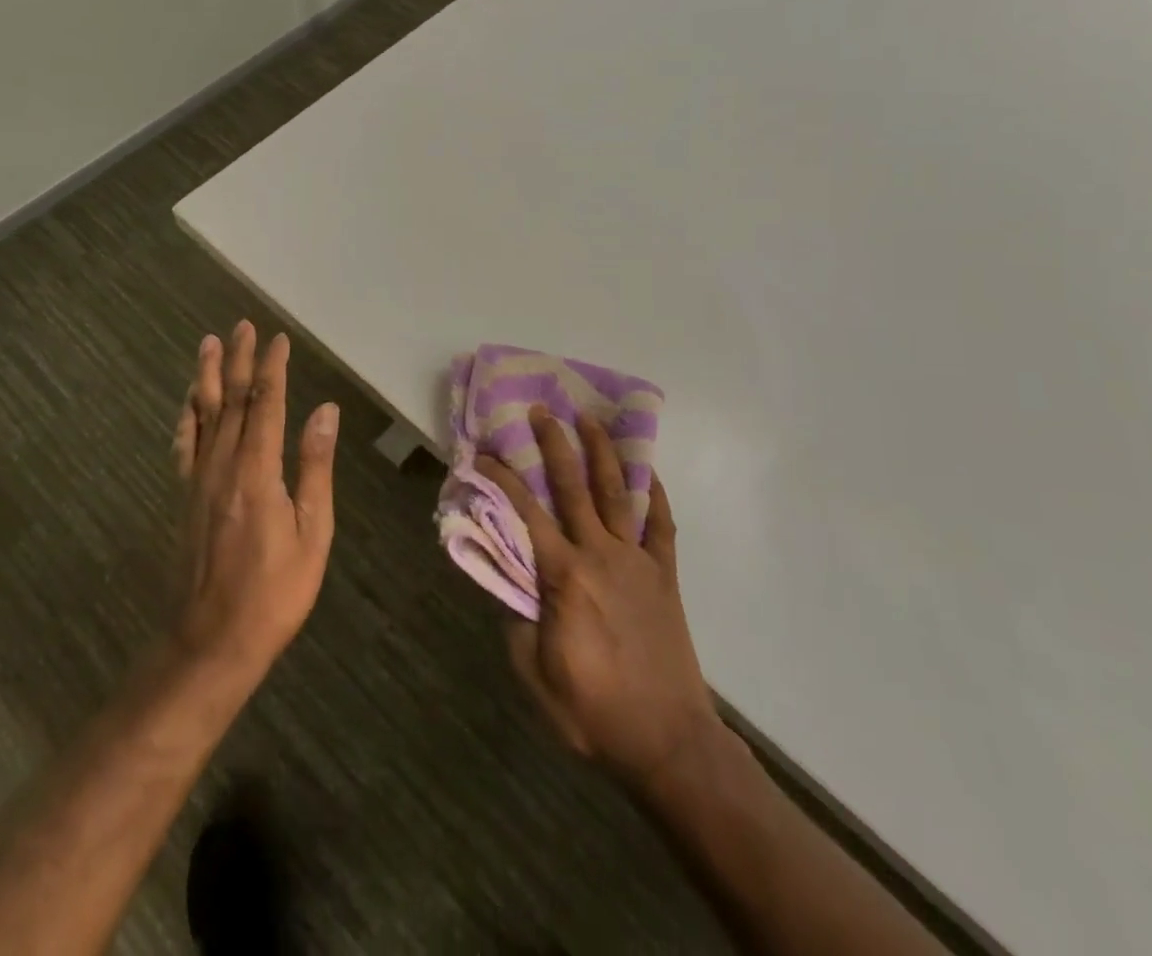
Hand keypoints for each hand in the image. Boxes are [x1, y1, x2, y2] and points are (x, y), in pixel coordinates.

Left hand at [170, 322, 339, 681]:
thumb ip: (315, 466)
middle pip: (231, 401)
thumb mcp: (312, 531)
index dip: (272, 368)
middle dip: (239, 360)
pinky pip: (184, 445)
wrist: (212, 640)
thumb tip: (325, 410)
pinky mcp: (185, 497)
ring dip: (207, 376)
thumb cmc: (275, 590)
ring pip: (203, 415)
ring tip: (210, 344)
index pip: (266, 404)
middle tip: (242, 326)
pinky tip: (188, 401)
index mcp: (257, 471)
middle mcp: (223, 465)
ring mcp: (198, 480)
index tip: (279, 339)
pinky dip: (186, 416)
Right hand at [477, 408, 722, 790]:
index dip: (502, 479)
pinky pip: (661, 525)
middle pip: (574, 487)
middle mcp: (601, 555)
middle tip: (542, 411)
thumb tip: (507, 580)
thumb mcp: (536, 674)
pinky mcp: (665, 574)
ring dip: (602, 453)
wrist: (668, 742)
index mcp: (565, 576)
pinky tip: (646, 471)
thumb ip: (517, 620)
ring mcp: (638, 561)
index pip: (526, 514)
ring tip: (590, 419)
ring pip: (618, 493)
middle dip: (555, 444)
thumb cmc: (594, 712)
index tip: (483, 454)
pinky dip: (655, 494)